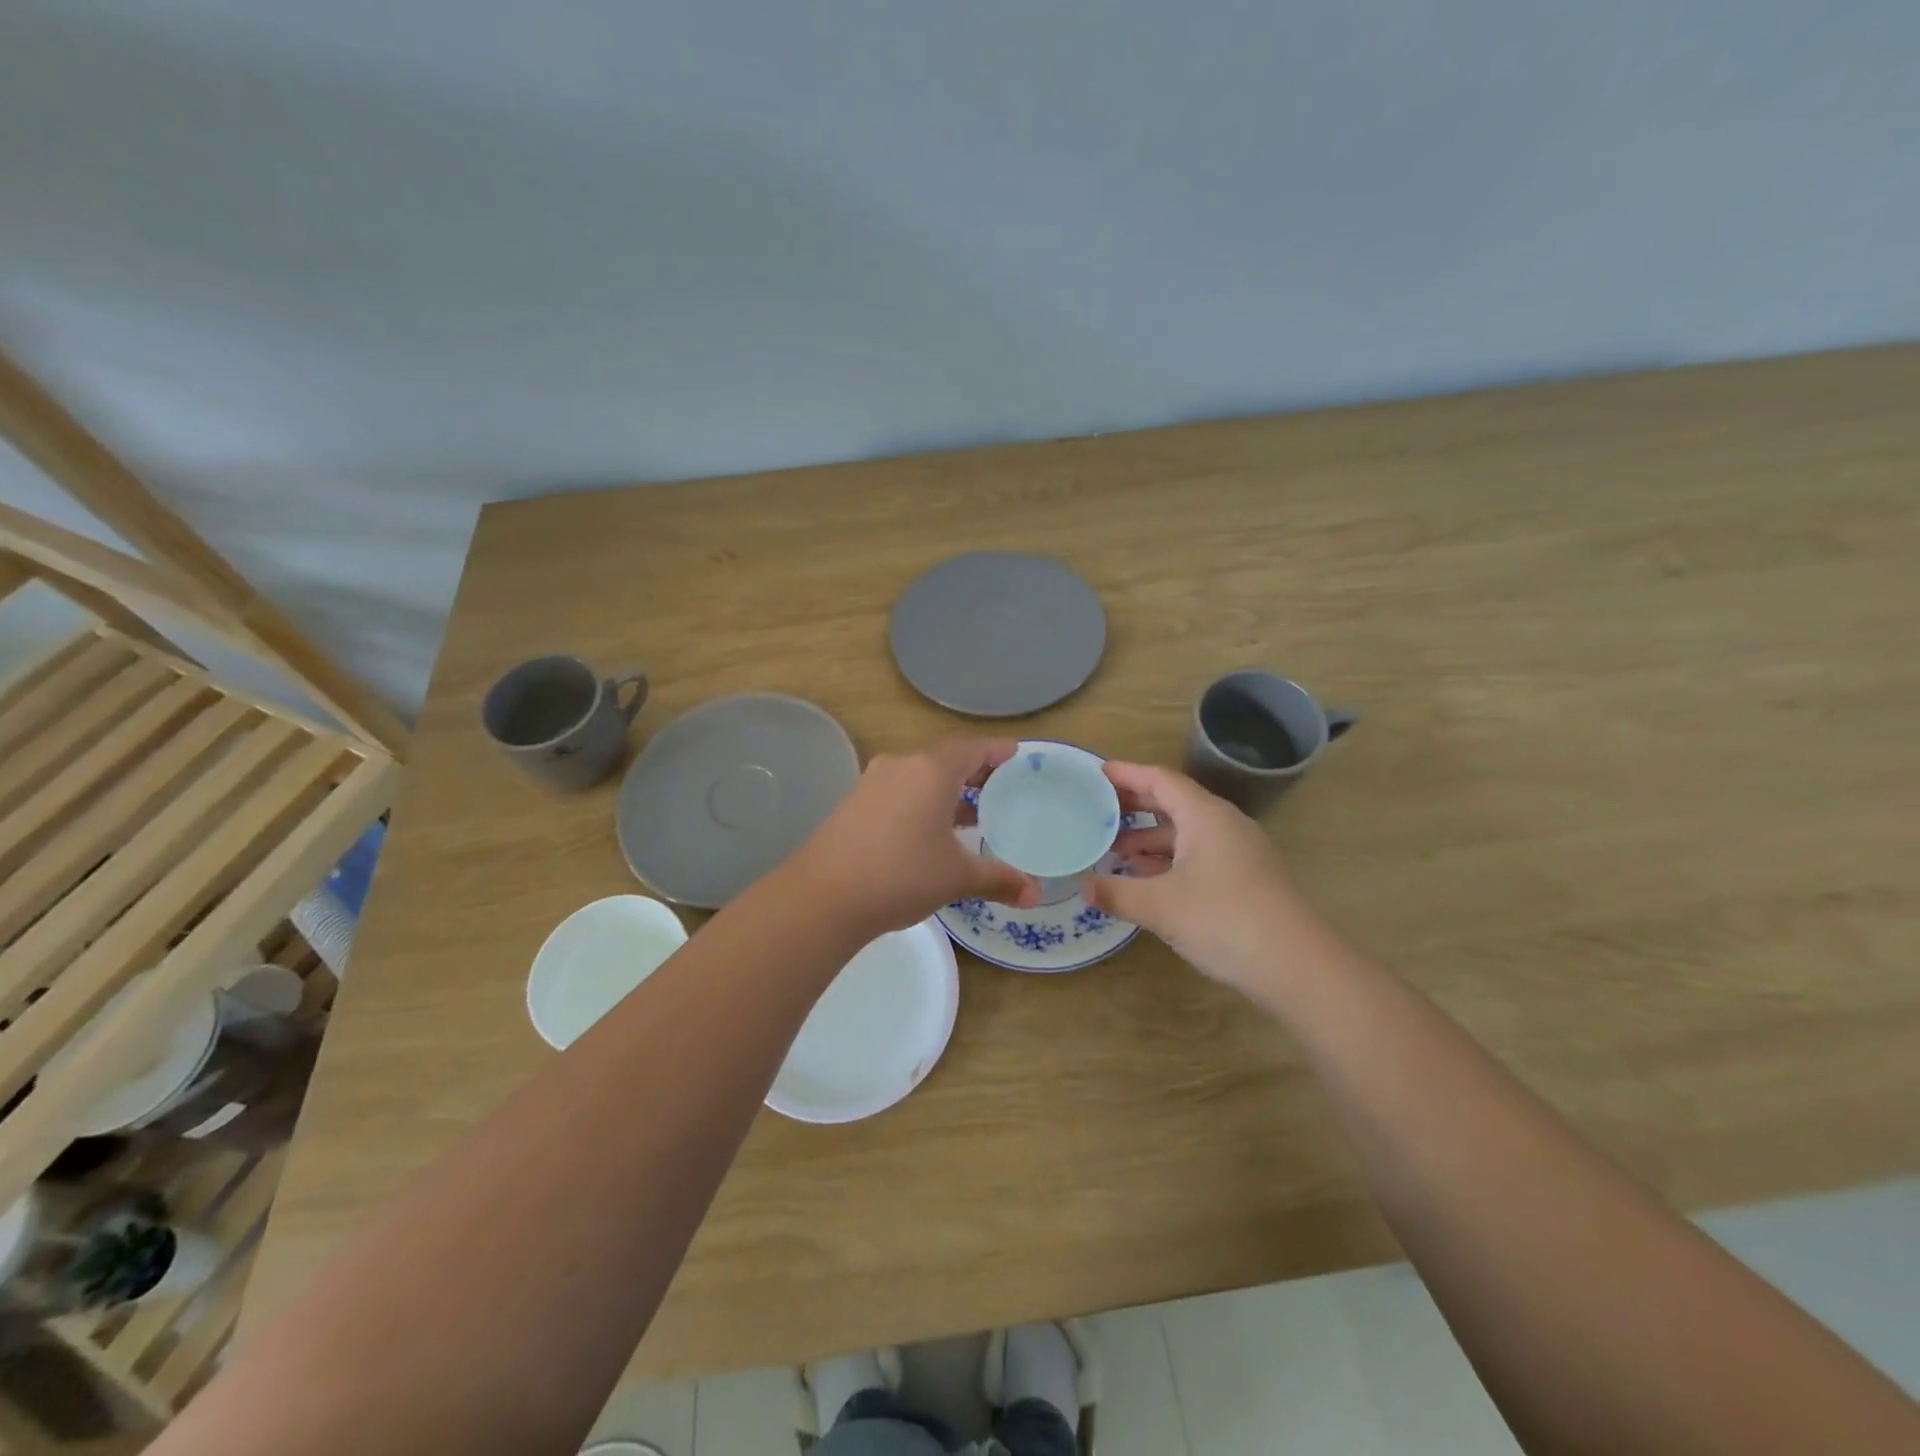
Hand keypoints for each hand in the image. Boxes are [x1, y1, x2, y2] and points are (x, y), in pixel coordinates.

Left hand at [789, 740, 1041, 934]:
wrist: (823, 896)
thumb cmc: (901, 874)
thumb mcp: (957, 877)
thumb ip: (998, 879)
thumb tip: (1035, 894)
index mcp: (932, 770)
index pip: (973, 748)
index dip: (997, 750)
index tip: (1017, 754)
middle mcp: (902, 765)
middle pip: (946, 759)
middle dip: (974, 771)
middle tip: (1000, 786)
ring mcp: (873, 782)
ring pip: (920, 775)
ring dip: (946, 789)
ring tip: (971, 813)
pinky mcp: (854, 803)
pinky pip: (899, 791)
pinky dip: (922, 801)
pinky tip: (929, 831)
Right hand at [1082, 762, 1317, 996]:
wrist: (1296, 966)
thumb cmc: (1223, 920)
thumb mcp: (1160, 906)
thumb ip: (1117, 892)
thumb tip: (1084, 885)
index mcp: (1205, 815)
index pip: (1160, 780)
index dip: (1127, 774)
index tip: (1097, 774)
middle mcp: (1224, 824)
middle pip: (1174, 802)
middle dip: (1135, 806)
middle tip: (1097, 810)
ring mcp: (1239, 852)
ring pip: (1186, 832)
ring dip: (1150, 838)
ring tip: (1115, 851)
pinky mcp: (1246, 878)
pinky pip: (1199, 854)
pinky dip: (1169, 859)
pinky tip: (1147, 879)